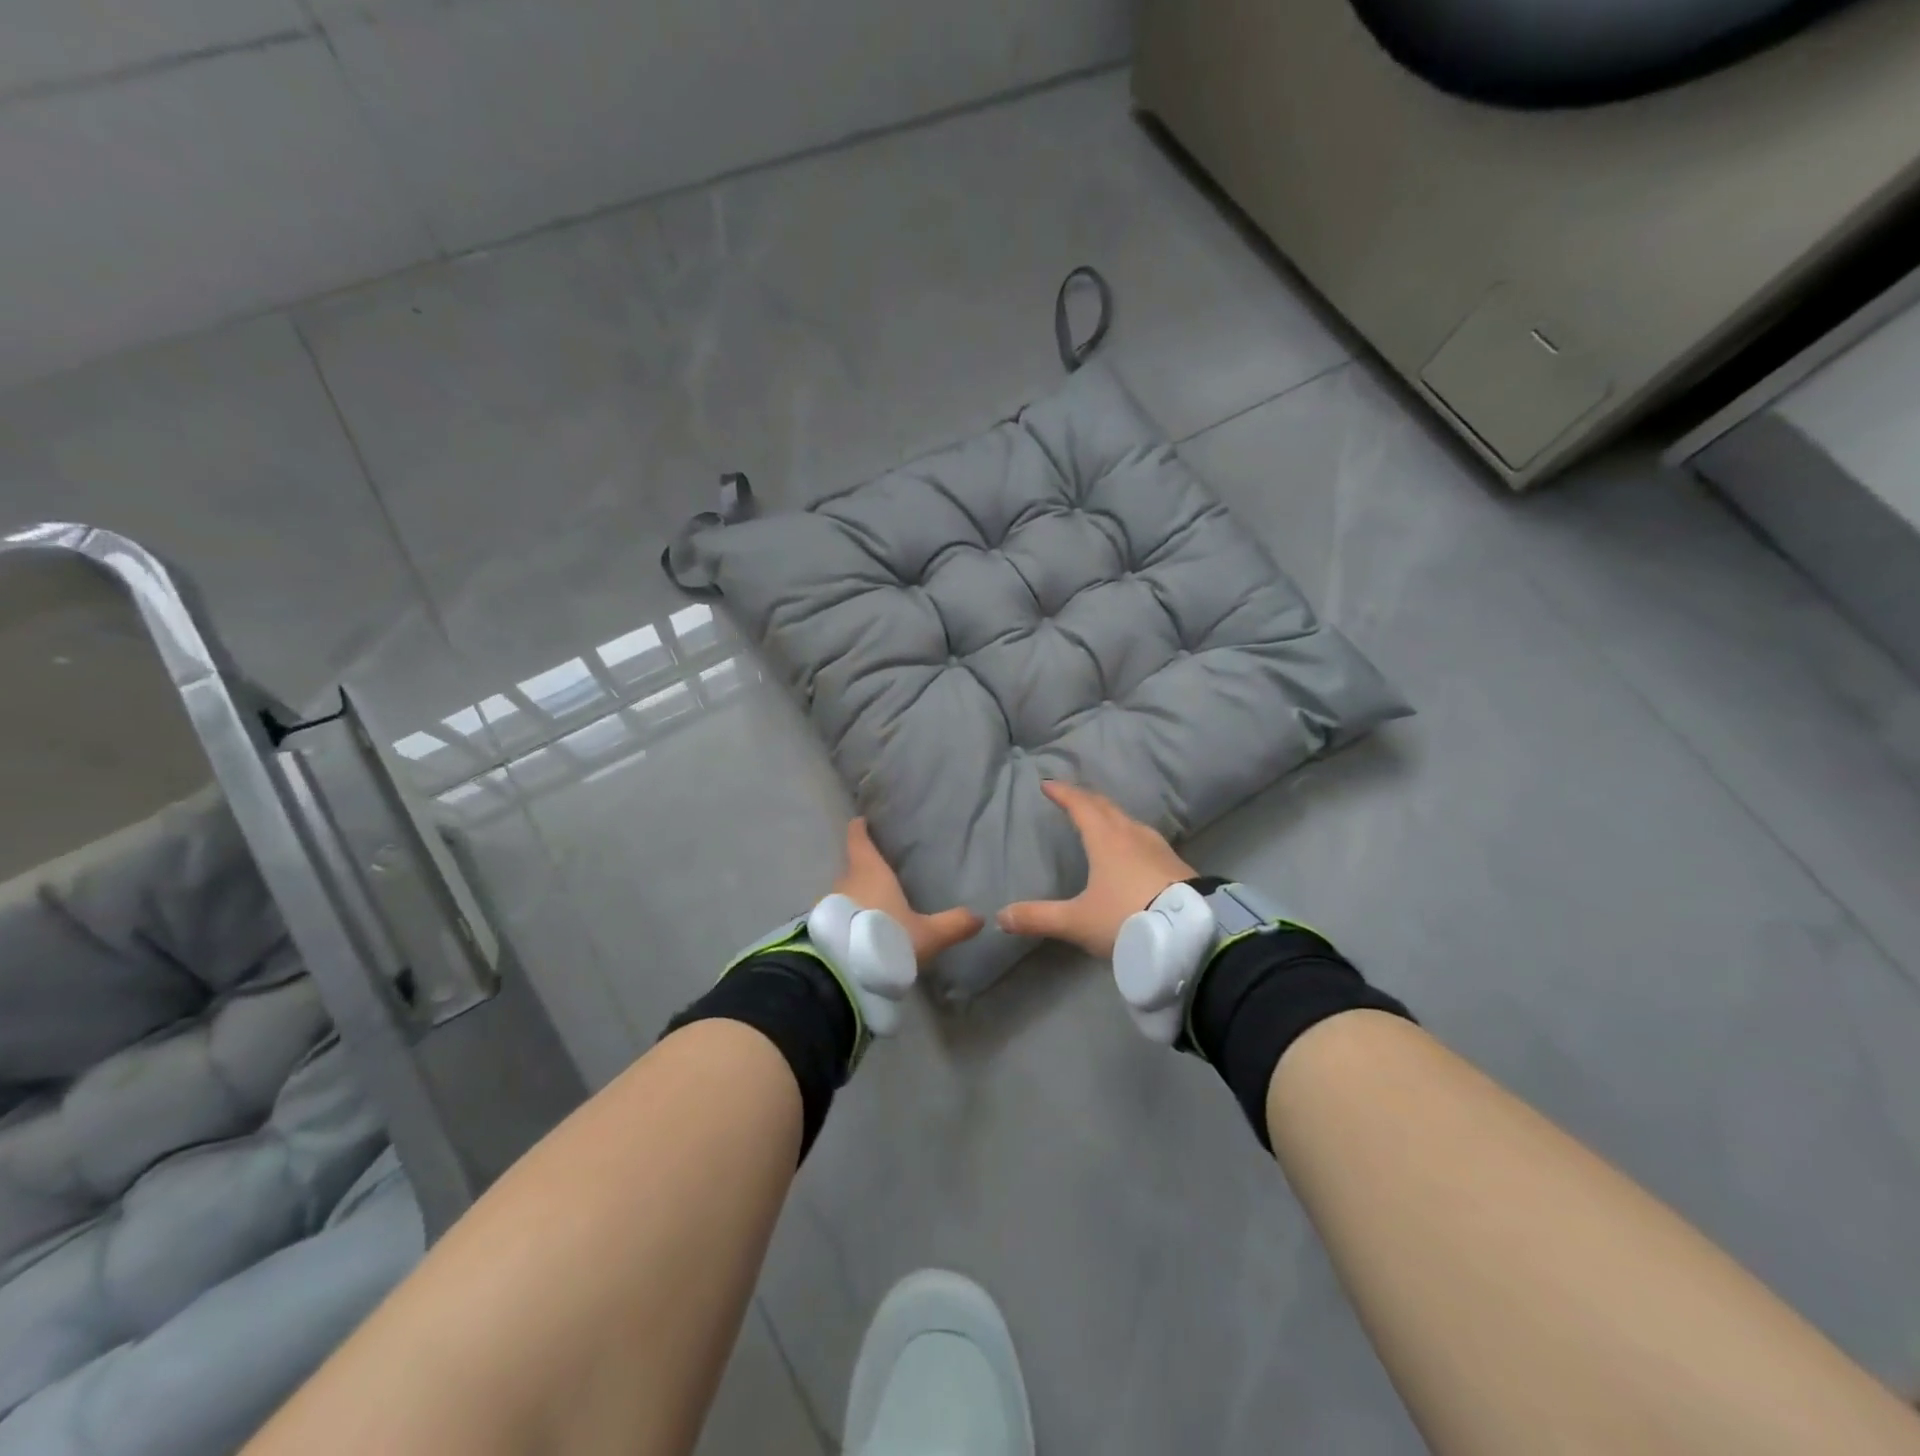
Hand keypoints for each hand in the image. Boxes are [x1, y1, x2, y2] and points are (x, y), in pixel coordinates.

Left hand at [833, 818, 983, 967]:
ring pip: (843, 894)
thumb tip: (979, 917)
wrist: (843, 973)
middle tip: (879, 874)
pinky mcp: (821, 929)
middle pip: (852, 869)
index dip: (859, 830)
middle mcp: (845, 882)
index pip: (859, 841)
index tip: (860, 821)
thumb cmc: (887, 937)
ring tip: (870, 906)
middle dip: (862, 870)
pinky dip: (846, 919)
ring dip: (854, 898)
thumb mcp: (927, 935)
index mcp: (870, 872)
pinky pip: (836, 916)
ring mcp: (828, 906)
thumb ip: (953, 924)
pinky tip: (858, 933)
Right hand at [996, 780, 1196, 957]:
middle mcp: (1132, 835)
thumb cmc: (1127, 917)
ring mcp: (1158, 848)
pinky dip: (1131, 836)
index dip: (1063, 793)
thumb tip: (1000, 916)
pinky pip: (1145, 840)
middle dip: (1086, 799)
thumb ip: (1039, 918)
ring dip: (1111, 816)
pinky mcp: (1176, 865)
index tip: (1048, 784)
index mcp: (1105, 839)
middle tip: (1072, 796)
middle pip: (1106, 807)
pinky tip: (1134, 851)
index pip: (1080, 806)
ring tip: (1101, 820)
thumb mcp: (1077, 921)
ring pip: (1129, 822)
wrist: (1191, 933)